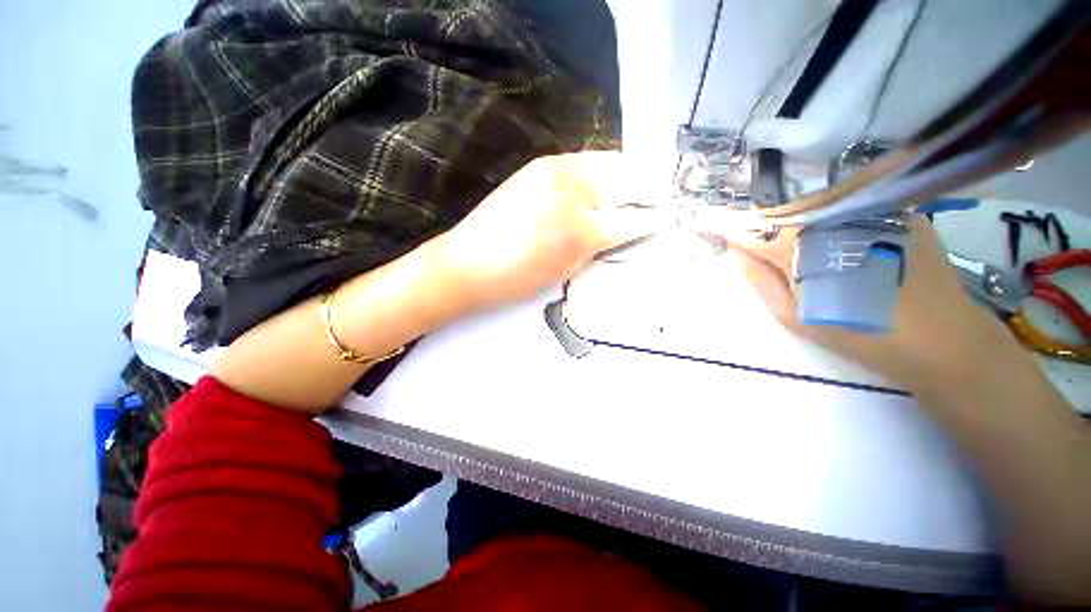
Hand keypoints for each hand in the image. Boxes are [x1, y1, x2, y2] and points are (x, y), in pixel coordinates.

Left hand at [439, 152, 667, 309]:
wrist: (468, 263)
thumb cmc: (517, 278)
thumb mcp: (566, 269)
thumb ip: (598, 244)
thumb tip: (623, 228)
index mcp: (580, 228)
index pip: (629, 220)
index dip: (652, 219)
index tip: (670, 215)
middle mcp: (574, 189)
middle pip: (626, 180)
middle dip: (649, 187)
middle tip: (665, 193)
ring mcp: (555, 169)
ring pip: (607, 164)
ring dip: (628, 173)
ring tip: (643, 181)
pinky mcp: (539, 164)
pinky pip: (583, 162)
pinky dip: (602, 169)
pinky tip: (607, 178)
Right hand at [726, 215, 1023, 392]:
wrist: (940, 338)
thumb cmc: (858, 333)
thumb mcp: (794, 317)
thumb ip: (759, 281)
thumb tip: (734, 253)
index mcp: (797, 248)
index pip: (748, 228)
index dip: (725, 224)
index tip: (707, 222)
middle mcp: (828, 218)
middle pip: (779, 212)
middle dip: (760, 222)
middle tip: (752, 236)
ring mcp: (866, 209)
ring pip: (812, 205)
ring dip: (793, 217)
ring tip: (794, 239)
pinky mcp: (895, 209)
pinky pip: (849, 205)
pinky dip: (831, 215)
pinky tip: (836, 234)